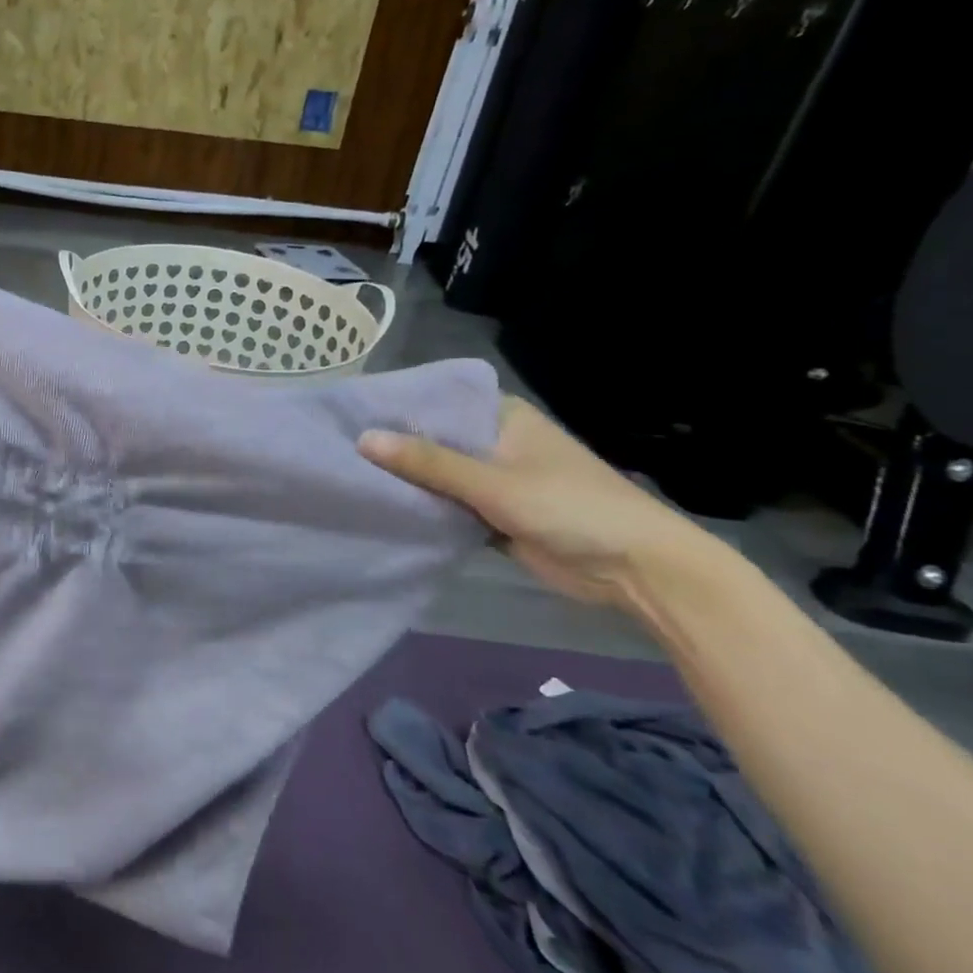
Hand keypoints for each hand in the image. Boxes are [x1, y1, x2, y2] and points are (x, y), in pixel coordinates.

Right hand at [359, 396, 727, 611]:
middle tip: (335, 447)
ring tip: (346, 475)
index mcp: (502, 417)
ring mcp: (494, 480)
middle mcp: (495, 443)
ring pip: (437, 476)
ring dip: (405, 481)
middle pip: (433, 440)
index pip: (437, 401)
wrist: (637, 571)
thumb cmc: (570, 507)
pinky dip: (422, 509)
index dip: (394, 406)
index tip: (346, 412)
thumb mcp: (494, 482)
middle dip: (393, 447)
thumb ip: (428, 462)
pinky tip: (380, 507)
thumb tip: (362, 439)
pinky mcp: (493, 515)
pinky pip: (447, 506)